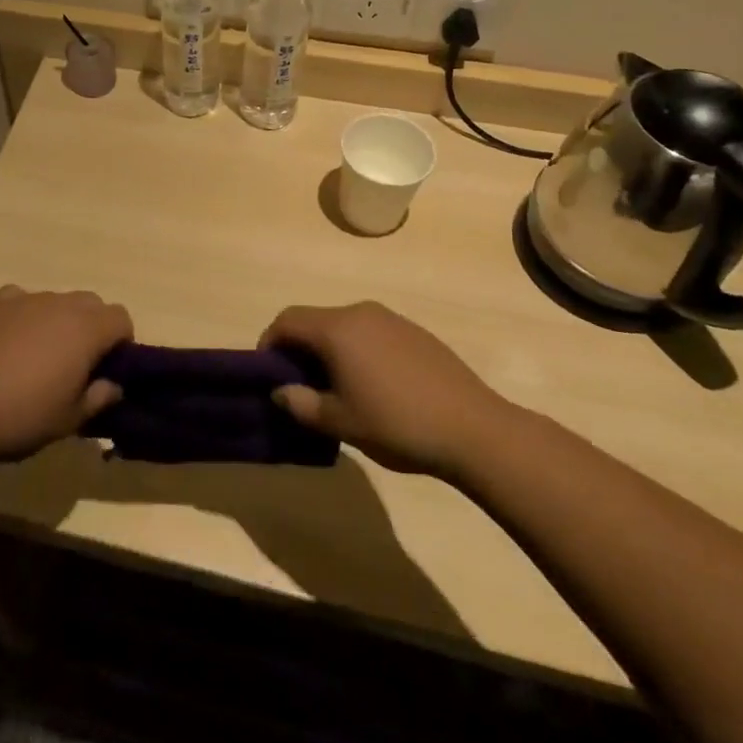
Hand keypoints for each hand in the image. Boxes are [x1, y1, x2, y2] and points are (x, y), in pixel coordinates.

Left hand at [0, 284, 132, 461]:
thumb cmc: (21, 416)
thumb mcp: (69, 420)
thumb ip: (98, 397)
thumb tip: (114, 385)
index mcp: (85, 329)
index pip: (121, 317)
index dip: (122, 341)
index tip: (109, 368)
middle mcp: (59, 303)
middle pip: (91, 303)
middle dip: (92, 327)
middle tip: (77, 364)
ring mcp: (24, 298)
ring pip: (55, 301)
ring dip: (57, 321)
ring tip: (37, 358)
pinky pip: (20, 300)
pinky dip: (23, 315)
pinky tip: (9, 342)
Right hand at [261, 301, 515, 474]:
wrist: (475, 429)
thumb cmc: (397, 424)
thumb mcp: (341, 422)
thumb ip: (302, 404)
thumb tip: (280, 391)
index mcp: (336, 329)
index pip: (287, 321)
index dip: (269, 343)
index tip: (267, 374)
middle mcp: (360, 312)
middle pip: (315, 321)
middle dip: (300, 349)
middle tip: (300, 387)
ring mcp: (390, 319)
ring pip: (344, 327)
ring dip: (329, 350)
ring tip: (336, 390)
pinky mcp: (415, 332)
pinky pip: (371, 333)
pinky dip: (357, 351)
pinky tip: (374, 387)